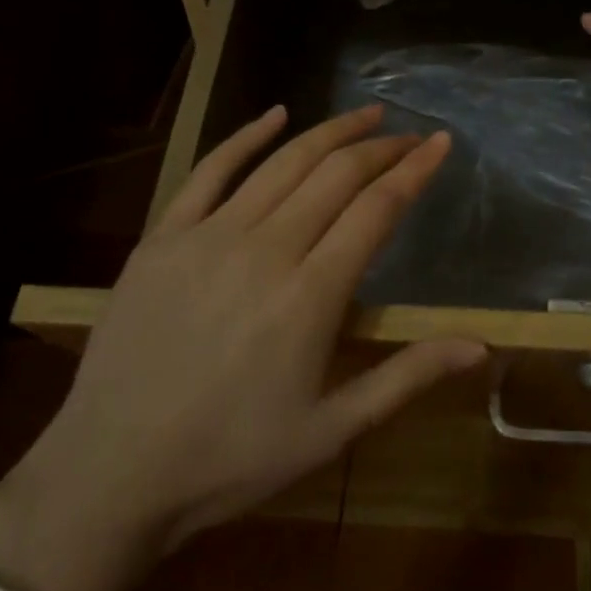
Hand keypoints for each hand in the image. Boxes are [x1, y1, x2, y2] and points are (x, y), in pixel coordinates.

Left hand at [0, 106, 484, 590]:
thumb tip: (481, 347)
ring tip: (364, 114)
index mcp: (311, 295)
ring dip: (330, 131)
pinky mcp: (164, 237)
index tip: (440, 142)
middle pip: (337, 174)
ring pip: (284, 162)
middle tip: (408, 134)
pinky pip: (210, 169)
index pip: (377, 208)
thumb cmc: (231, 459)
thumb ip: (407, 376)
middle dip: (381, 146)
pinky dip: (247, 136)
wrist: (108, 476)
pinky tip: (276, 114)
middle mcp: (266, 249)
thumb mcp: (332, 430)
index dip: (414, 169)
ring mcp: (209, 236)